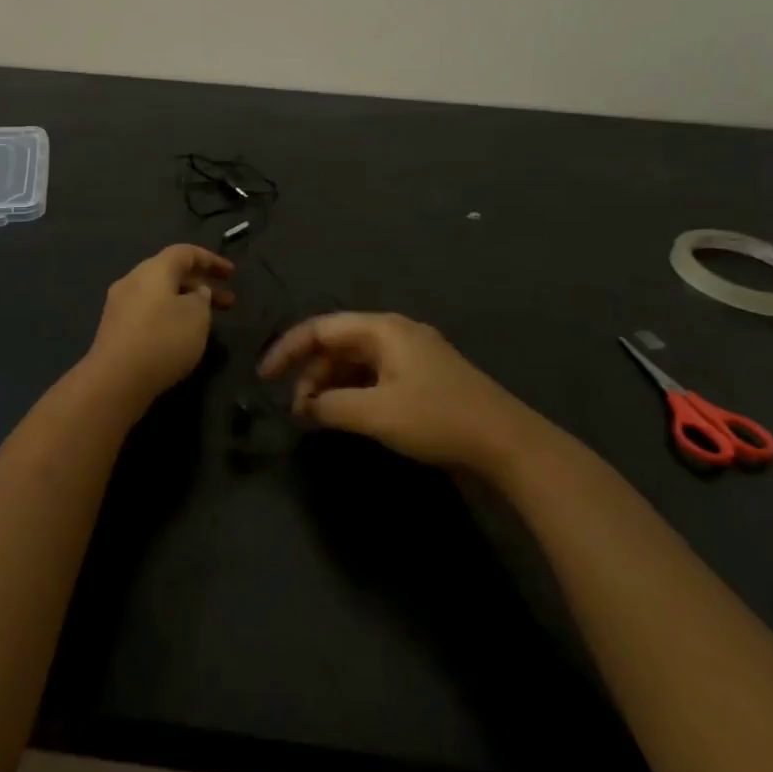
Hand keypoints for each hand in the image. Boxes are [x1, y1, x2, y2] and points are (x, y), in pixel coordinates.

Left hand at [85, 245, 235, 404]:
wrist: (115, 380)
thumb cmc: (163, 340)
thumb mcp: (197, 316)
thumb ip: (202, 299)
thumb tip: (196, 293)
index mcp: (153, 269)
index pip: (185, 253)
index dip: (211, 260)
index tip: (232, 274)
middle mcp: (133, 280)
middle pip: (171, 273)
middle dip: (201, 285)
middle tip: (228, 303)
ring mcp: (119, 305)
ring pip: (159, 294)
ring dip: (186, 303)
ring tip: (207, 322)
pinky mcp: (114, 329)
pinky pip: (148, 312)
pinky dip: (169, 316)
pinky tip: (180, 336)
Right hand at [258, 312, 530, 469]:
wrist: (507, 442)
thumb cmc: (436, 418)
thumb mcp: (375, 413)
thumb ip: (331, 406)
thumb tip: (306, 407)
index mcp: (383, 329)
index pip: (321, 328)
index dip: (288, 349)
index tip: (265, 377)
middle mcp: (395, 332)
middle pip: (338, 343)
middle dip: (311, 373)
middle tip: (297, 409)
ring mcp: (412, 354)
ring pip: (356, 361)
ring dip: (332, 385)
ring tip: (318, 416)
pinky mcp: (424, 376)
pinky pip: (375, 374)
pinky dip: (354, 391)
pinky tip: (348, 414)